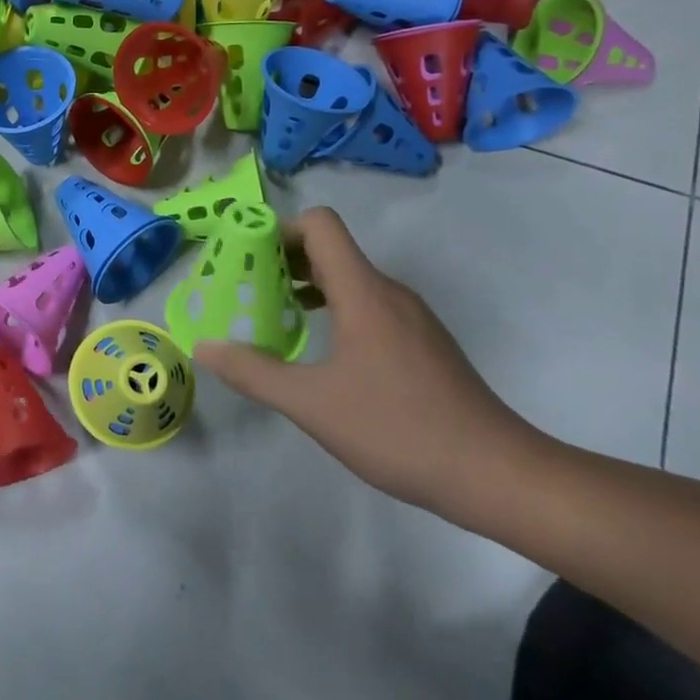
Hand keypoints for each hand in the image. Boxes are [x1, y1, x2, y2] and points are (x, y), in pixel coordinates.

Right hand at [194, 208, 546, 515]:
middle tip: (245, 293)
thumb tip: (204, 347)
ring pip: (350, 280)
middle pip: (331, 250)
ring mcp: (410, 317)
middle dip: (282, 262)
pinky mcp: (422, 342)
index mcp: (363, 291)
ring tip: (273, 321)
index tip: (246, 260)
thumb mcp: (311, 404)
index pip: (320, 225)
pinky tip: (319, 353)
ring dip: (307, 288)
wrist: (495, 474)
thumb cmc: (397, 429)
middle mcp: (388, 292)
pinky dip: (334, 311)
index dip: (278, 230)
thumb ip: (253, 371)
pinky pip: (368, 305)